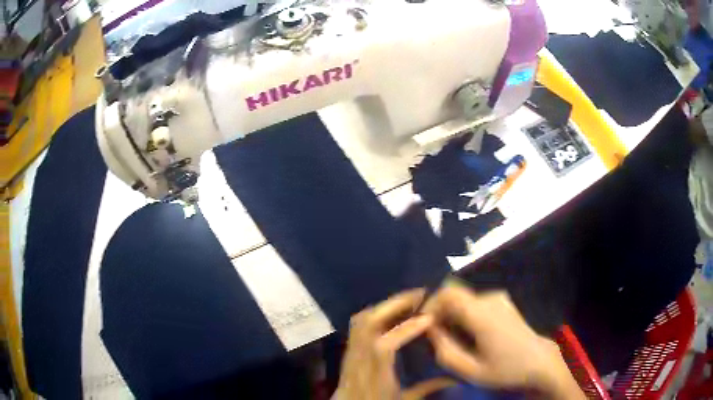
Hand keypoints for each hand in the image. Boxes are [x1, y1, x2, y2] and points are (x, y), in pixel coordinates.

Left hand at [334, 289, 454, 399]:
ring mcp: (350, 352)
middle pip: (368, 324)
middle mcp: (359, 359)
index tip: (429, 318)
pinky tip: (391, 310)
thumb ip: (426, 389)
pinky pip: (357, 324)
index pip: (384, 347)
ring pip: (360, 320)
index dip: (405, 330)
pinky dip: (375, 311)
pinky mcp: (347, 348)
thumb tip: (453, 380)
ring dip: (385, 305)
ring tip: (408, 300)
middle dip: (394, 305)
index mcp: (374, 375)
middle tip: (419, 295)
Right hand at [423, 286, 584, 399]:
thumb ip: (446, 351)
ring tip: (452, 339)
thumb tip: (430, 331)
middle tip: (436, 337)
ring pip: (464, 299)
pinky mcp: (503, 302)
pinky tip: (469, 334)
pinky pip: (475, 302)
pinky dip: (464, 314)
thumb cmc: (506, 369)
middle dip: (440, 313)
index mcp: (482, 314)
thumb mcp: (472, 370)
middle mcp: (490, 299)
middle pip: (455, 295)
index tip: (424, 324)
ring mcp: (499, 298)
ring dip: (452, 315)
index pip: (448, 293)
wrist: (539, 361)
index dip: (431, 304)